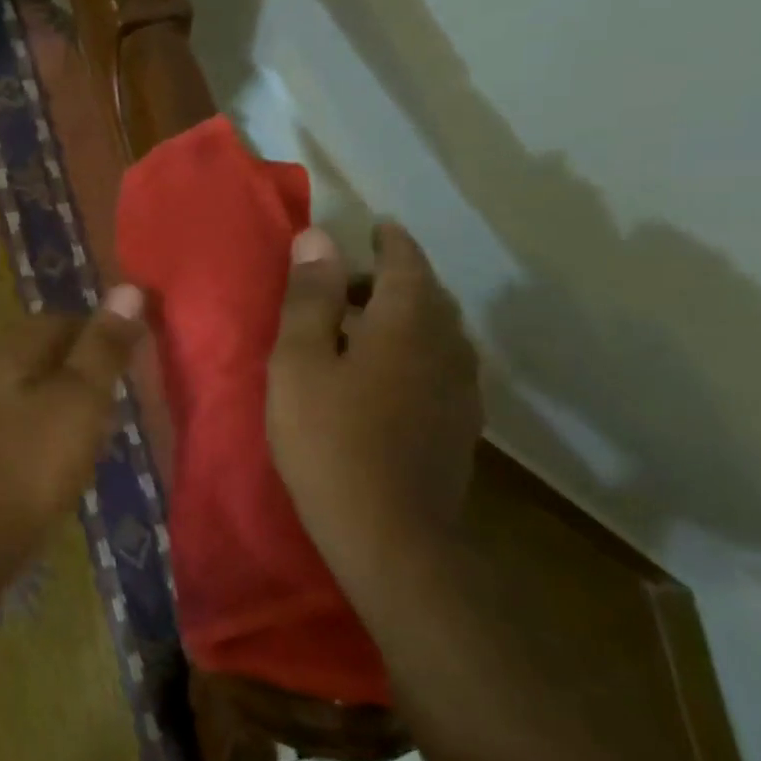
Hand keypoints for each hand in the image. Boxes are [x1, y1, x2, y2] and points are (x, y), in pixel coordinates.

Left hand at [0, 287, 145, 571]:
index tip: (129, 367)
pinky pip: (26, 416)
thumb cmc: (36, 458)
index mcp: (8, 349)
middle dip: (86, 371)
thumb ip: (104, 345)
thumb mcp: (81, 396)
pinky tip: (70, 452)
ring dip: (71, 400)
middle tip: (116, 402)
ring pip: (38, 386)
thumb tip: (128, 289)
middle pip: (48, 352)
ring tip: (100, 429)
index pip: (62, 321)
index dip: (100, 336)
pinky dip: (52, 425)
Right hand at [266, 223, 481, 551]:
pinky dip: (415, 351)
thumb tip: (318, 236)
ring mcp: (460, 388)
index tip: (375, 227)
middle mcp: (446, 345)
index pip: (406, 262)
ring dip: (404, 316)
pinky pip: (440, 365)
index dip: (389, 241)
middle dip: (391, 279)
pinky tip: (387, 374)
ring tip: (362, 326)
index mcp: (406, 322)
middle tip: (347, 283)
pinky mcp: (459, 424)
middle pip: (426, 295)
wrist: (388, 534)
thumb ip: (310, 297)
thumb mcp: (299, 362)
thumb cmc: (329, 438)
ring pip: (437, 332)